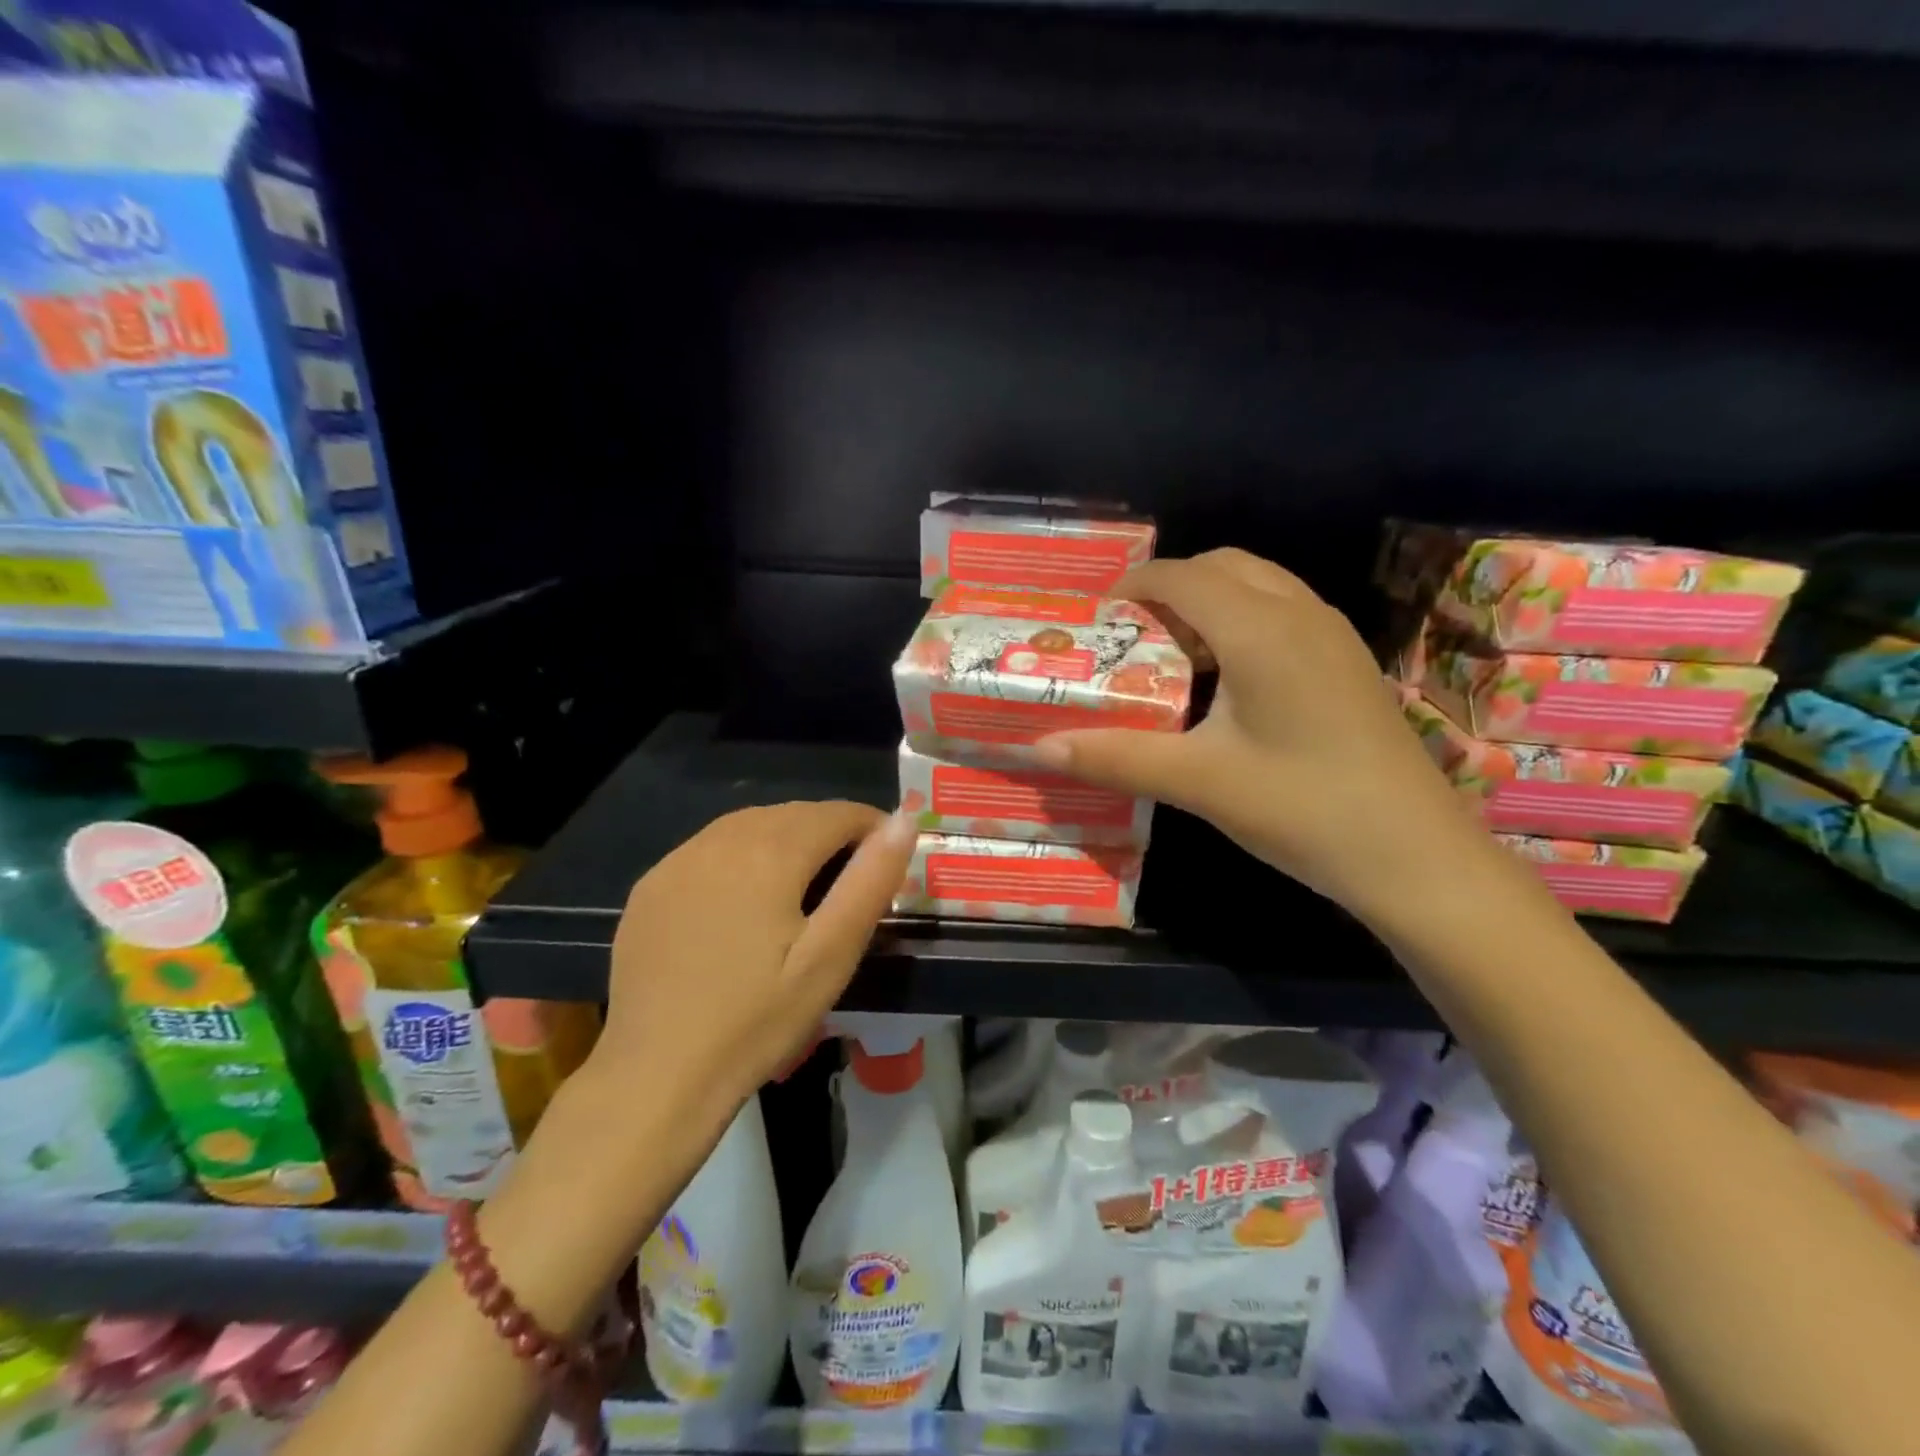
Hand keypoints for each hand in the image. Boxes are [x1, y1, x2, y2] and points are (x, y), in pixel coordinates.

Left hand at [587, 802, 916, 1119]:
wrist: (656, 1075)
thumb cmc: (757, 1019)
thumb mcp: (830, 956)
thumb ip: (869, 882)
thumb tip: (903, 821)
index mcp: (771, 852)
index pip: (836, 814)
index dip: (871, 826)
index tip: (886, 858)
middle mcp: (721, 840)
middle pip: (792, 814)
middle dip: (829, 831)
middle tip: (850, 875)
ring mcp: (677, 861)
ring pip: (747, 825)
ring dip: (784, 837)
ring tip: (803, 881)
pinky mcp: (650, 887)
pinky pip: (708, 849)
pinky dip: (738, 855)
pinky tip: (742, 897)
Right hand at [1034, 548, 1496, 925]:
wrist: (1415, 855)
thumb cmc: (1303, 809)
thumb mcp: (1198, 782)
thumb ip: (1116, 756)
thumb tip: (1039, 747)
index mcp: (1259, 630)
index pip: (1181, 577)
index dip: (1130, 588)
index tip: (1094, 622)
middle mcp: (1299, 613)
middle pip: (1221, 567)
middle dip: (1168, 589)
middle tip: (1131, 638)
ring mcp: (1332, 635)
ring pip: (1257, 585)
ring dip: (1207, 604)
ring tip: (1171, 656)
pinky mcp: (1346, 661)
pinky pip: (1282, 612)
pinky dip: (1240, 621)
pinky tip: (1225, 682)